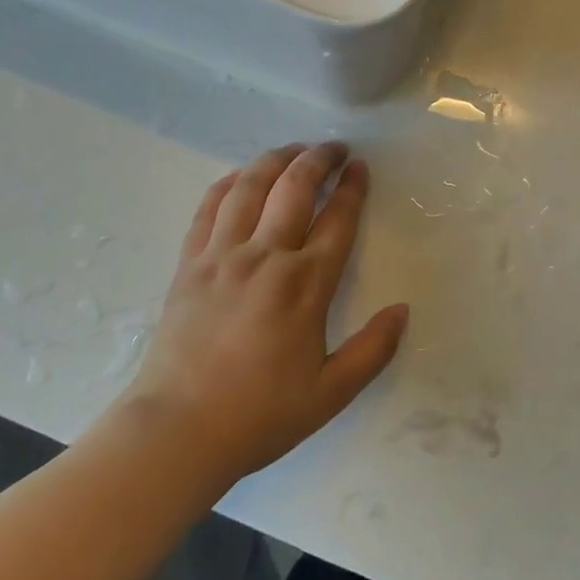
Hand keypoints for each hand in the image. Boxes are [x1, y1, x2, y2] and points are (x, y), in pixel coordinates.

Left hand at [124, 143, 409, 480]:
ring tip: (294, 150)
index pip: (338, 219)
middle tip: (335, 148)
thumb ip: (373, 350)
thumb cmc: (259, 414)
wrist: (176, 431)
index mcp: (305, 284)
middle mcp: (266, 256)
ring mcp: (223, 254)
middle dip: (320, 159)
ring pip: (252, 186)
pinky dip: (229, 182)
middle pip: (296, 187)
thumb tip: (403, 310)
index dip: (353, 187)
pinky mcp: (190, 262)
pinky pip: (210, 206)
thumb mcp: (330, 394)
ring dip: (277, 159)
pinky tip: (241, 176)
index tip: (361, 167)